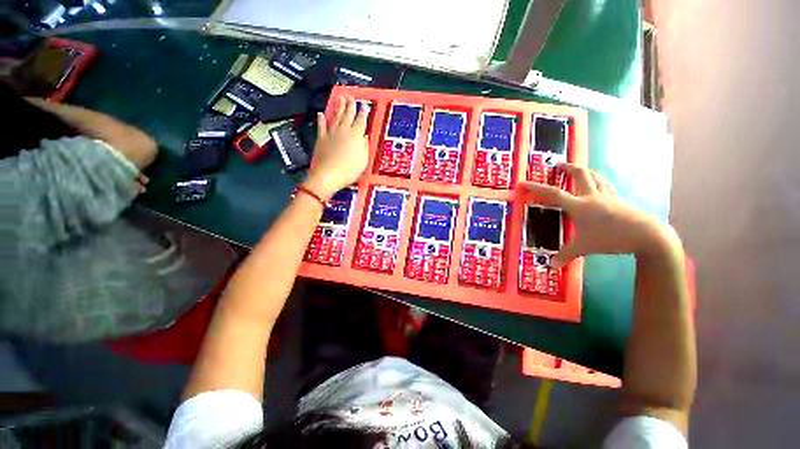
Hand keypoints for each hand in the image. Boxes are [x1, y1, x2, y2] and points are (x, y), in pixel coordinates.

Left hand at [304, 95, 368, 199]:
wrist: (328, 175)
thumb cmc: (349, 170)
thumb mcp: (363, 161)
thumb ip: (364, 147)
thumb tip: (364, 137)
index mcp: (355, 136)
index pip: (361, 121)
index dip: (363, 112)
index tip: (364, 105)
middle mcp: (344, 131)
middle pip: (348, 115)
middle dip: (351, 105)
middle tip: (351, 97)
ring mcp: (331, 133)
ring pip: (336, 116)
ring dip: (338, 106)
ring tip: (340, 98)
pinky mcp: (321, 138)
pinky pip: (321, 126)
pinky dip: (321, 119)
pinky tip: (321, 113)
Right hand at [522, 164, 680, 267]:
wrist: (647, 235)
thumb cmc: (611, 239)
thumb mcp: (584, 248)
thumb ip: (566, 255)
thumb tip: (551, 266)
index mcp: (579, 206)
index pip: (552, 193)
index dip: (535, 187)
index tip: (522, 182)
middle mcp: (592, 196)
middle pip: (579, 174)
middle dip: (567, 167)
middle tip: (558, 165)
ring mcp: (607, 196)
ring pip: (595, 176)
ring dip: (584, 171)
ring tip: (577, 171)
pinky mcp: (619, 199)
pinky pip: (605, 185)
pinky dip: (598, 181)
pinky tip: (597, 186)